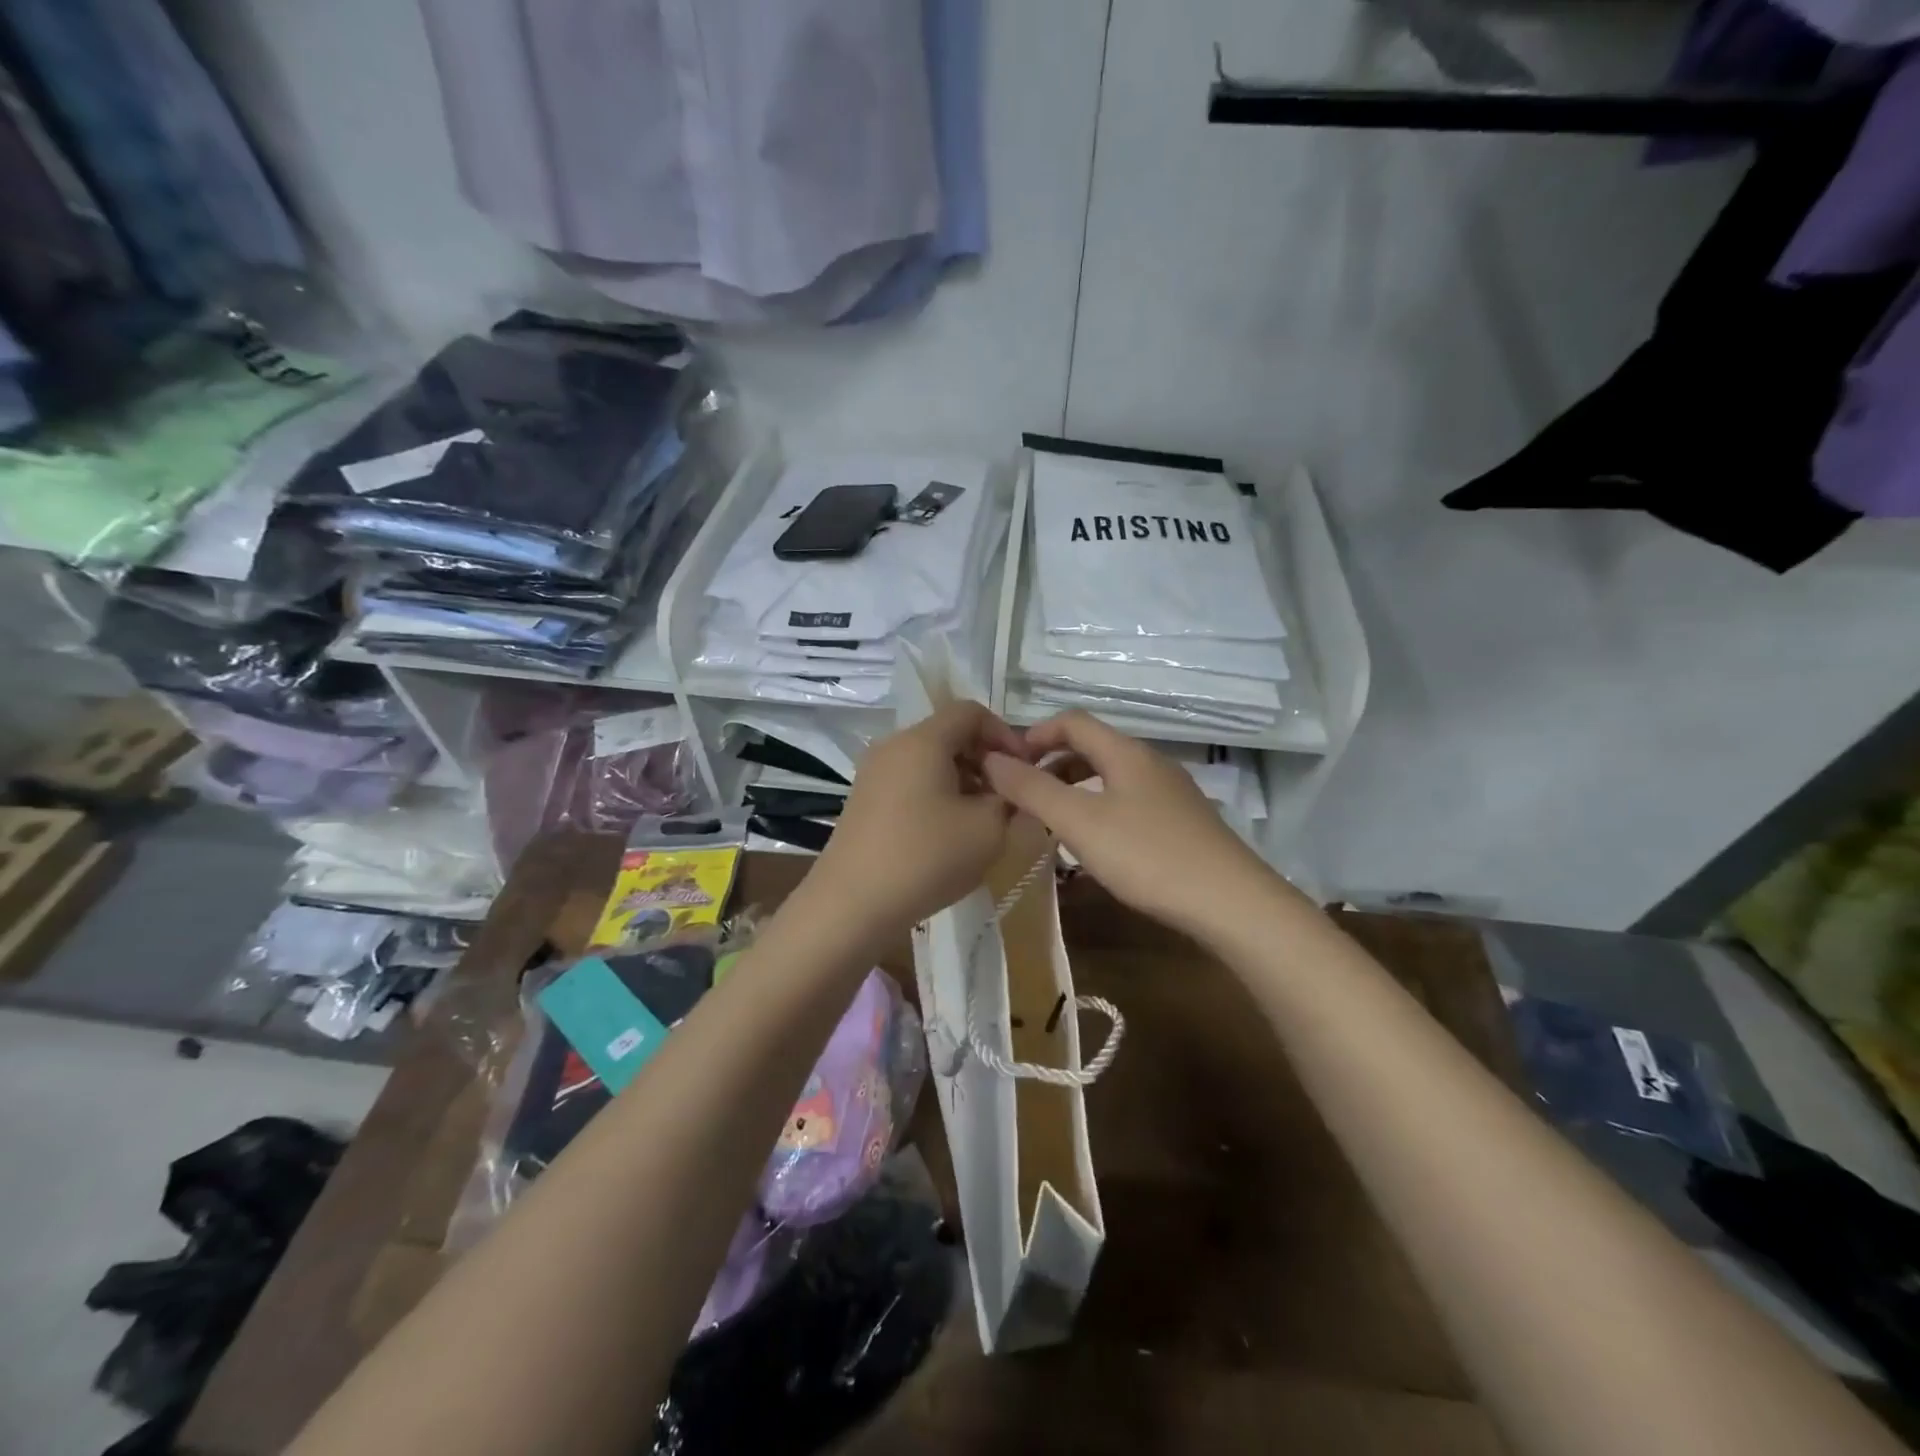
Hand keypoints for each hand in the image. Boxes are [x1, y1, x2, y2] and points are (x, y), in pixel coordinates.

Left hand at [810, 700, 1030, 932]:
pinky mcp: (864, 801)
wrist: (851, 905)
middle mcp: (894, 746)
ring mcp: (873, 774)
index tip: (1024, 770)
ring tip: (981, 821)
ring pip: (929, 761)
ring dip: (962, 781)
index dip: (1004, 734)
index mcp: (923, 740)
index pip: (971, 711)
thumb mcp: (988, 829)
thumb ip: (1010, 799)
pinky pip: (910, 782)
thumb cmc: (926, 858)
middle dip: (985, 760)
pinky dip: (936, 796)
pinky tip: (948, 834)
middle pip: (949, 735)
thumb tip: (1007, 789)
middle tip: (1007, 799)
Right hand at [983, 711, 1272, 937]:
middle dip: (1051, 765)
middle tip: (1023, 797)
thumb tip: (990, 760)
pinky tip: (1094, 847)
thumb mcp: (1079, 822)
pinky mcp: (1182, 823)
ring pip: (1110, 778)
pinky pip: (1128, 802)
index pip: (1072, 721)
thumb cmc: (1147, 855)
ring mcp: (1171, 793)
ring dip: (1074, 790)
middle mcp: (1150, 762)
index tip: (1007, 765)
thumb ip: (1032, 790)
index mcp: (1125, 752)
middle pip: (1091, 747)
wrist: (1230, 903)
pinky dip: (1099, 811)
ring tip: (1051, 823)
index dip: (1034, 735)